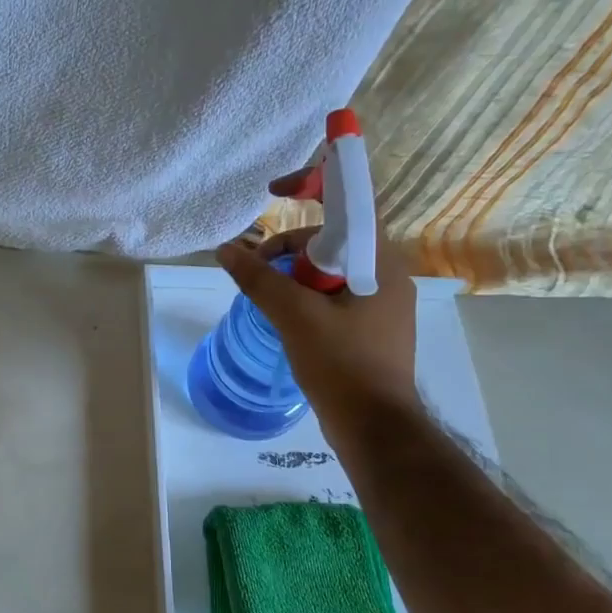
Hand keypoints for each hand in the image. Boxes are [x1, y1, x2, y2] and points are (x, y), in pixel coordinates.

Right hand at [215, 169, 422, 430]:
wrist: (376, 427)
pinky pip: (333, 297)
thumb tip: (225, 250)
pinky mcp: (370, 329)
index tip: (275, 190)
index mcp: (379, 262)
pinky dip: (305, 299)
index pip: (350, 203)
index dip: (313, 184)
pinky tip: (286, 322)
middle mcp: (386, 275)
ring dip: (293, 277)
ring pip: (329, 271)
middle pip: (332, 240)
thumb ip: (259, 279)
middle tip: (258, 273)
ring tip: (267, 303)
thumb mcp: (295, 317)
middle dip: (290, 249)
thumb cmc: (342, 365)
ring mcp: (380, 304)